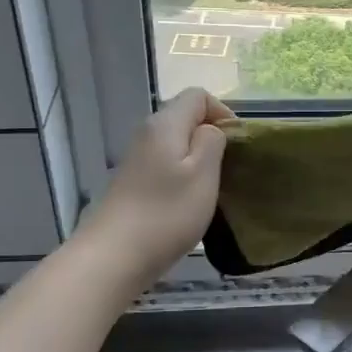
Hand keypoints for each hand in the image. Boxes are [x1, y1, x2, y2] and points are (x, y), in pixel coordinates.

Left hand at [78, 88, 234, 290]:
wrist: (114, 256)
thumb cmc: (167, 213)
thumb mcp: (203, 173)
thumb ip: (212, 141)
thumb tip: (210, 130)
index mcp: (165, 123)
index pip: (198, 96)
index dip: (223, 113)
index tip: (238, 144)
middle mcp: (147, 133)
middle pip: (185, 118)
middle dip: (212, 137)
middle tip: (229, 169)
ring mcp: (137, 159)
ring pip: (176, 144)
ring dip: (198, 160)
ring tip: (212, 188)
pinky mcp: (133, 183)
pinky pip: (165, 166)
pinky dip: (183, 177)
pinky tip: (189, 203)